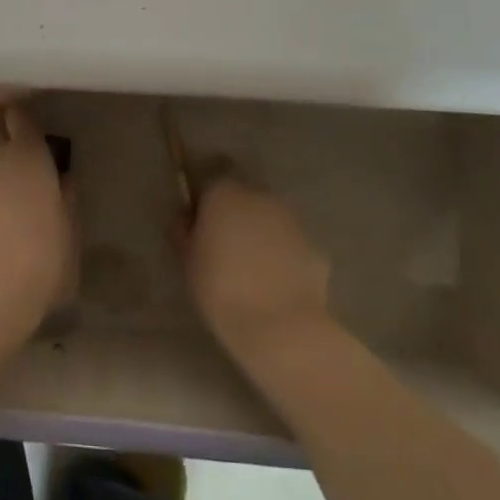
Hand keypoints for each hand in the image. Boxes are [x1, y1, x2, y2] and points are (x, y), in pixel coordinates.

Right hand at [183, 173, 331, 364]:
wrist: (282, 328)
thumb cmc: (221, 289)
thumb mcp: (187, 260)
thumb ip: (184, 230)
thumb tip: (186, 216)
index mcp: (225, 193)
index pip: (212, 171)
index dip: (205, 189)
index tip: (197, 211)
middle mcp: (261, 197)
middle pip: (244, 192)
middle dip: (234, 209)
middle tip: (221, 239)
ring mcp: (293, 221)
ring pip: (270, 216)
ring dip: (259, 230)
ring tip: (248, 264)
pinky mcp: (316, 248)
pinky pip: (291, 244)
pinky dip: (282, 254)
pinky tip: (274, 283)